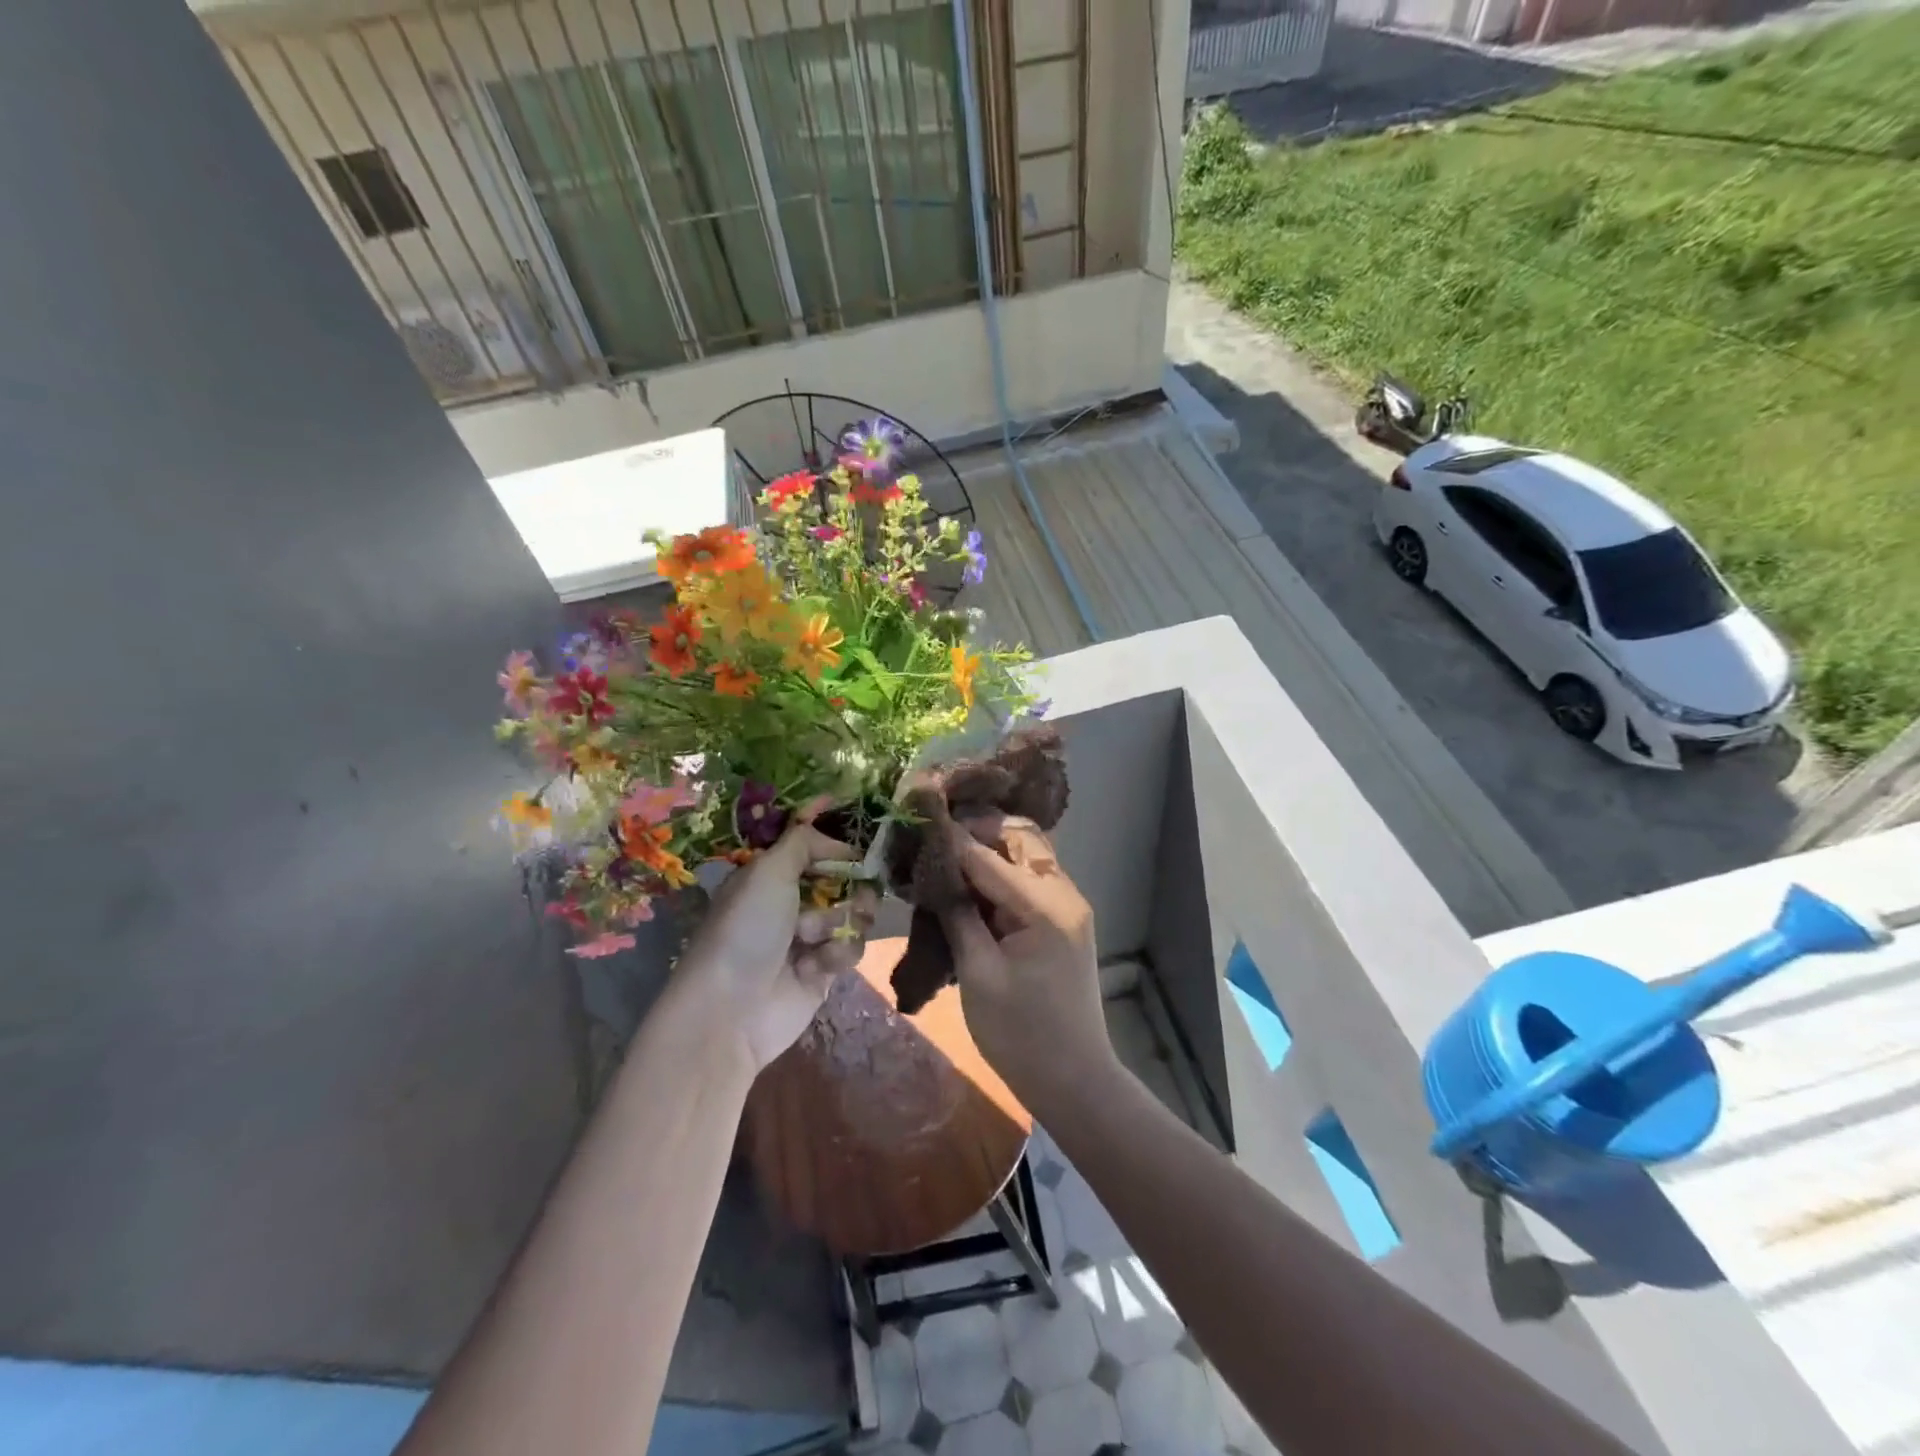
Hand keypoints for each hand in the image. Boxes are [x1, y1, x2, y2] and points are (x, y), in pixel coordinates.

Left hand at [674, 807, 878, 1073]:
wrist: (733, 1009)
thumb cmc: (747, 929)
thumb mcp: (768, 871)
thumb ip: (803, 842)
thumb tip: (838, 840)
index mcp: (771, 875)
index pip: (813, 849)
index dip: (837, 847)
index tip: (857, 849)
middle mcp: (790, 902)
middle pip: (843, 880)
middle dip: (852, 886)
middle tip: (857, 894)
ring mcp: (809, 937)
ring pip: (853, 913)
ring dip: (840, 922)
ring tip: (816, 938)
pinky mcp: (824, 970)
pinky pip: (851, 948)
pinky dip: (838, 953)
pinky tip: (817, 966)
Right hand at [937, 815, 1115, 1112]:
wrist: (1073, 1081)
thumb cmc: (1020, 1034)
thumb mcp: (978, 974)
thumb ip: (958, 915)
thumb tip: (938, 871)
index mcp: (1045, 906)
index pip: (990, 856)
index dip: (952, 840)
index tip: (919, 823)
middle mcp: (1064, 894)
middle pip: (1022, 840)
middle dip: (979, 833)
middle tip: (937, 842)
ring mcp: (1069, 907)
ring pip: (1029, 856)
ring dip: (992, 851)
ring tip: (950, 860)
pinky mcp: (1063, 922)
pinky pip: (1032, 881)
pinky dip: (1003, 874)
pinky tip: (972, 887)